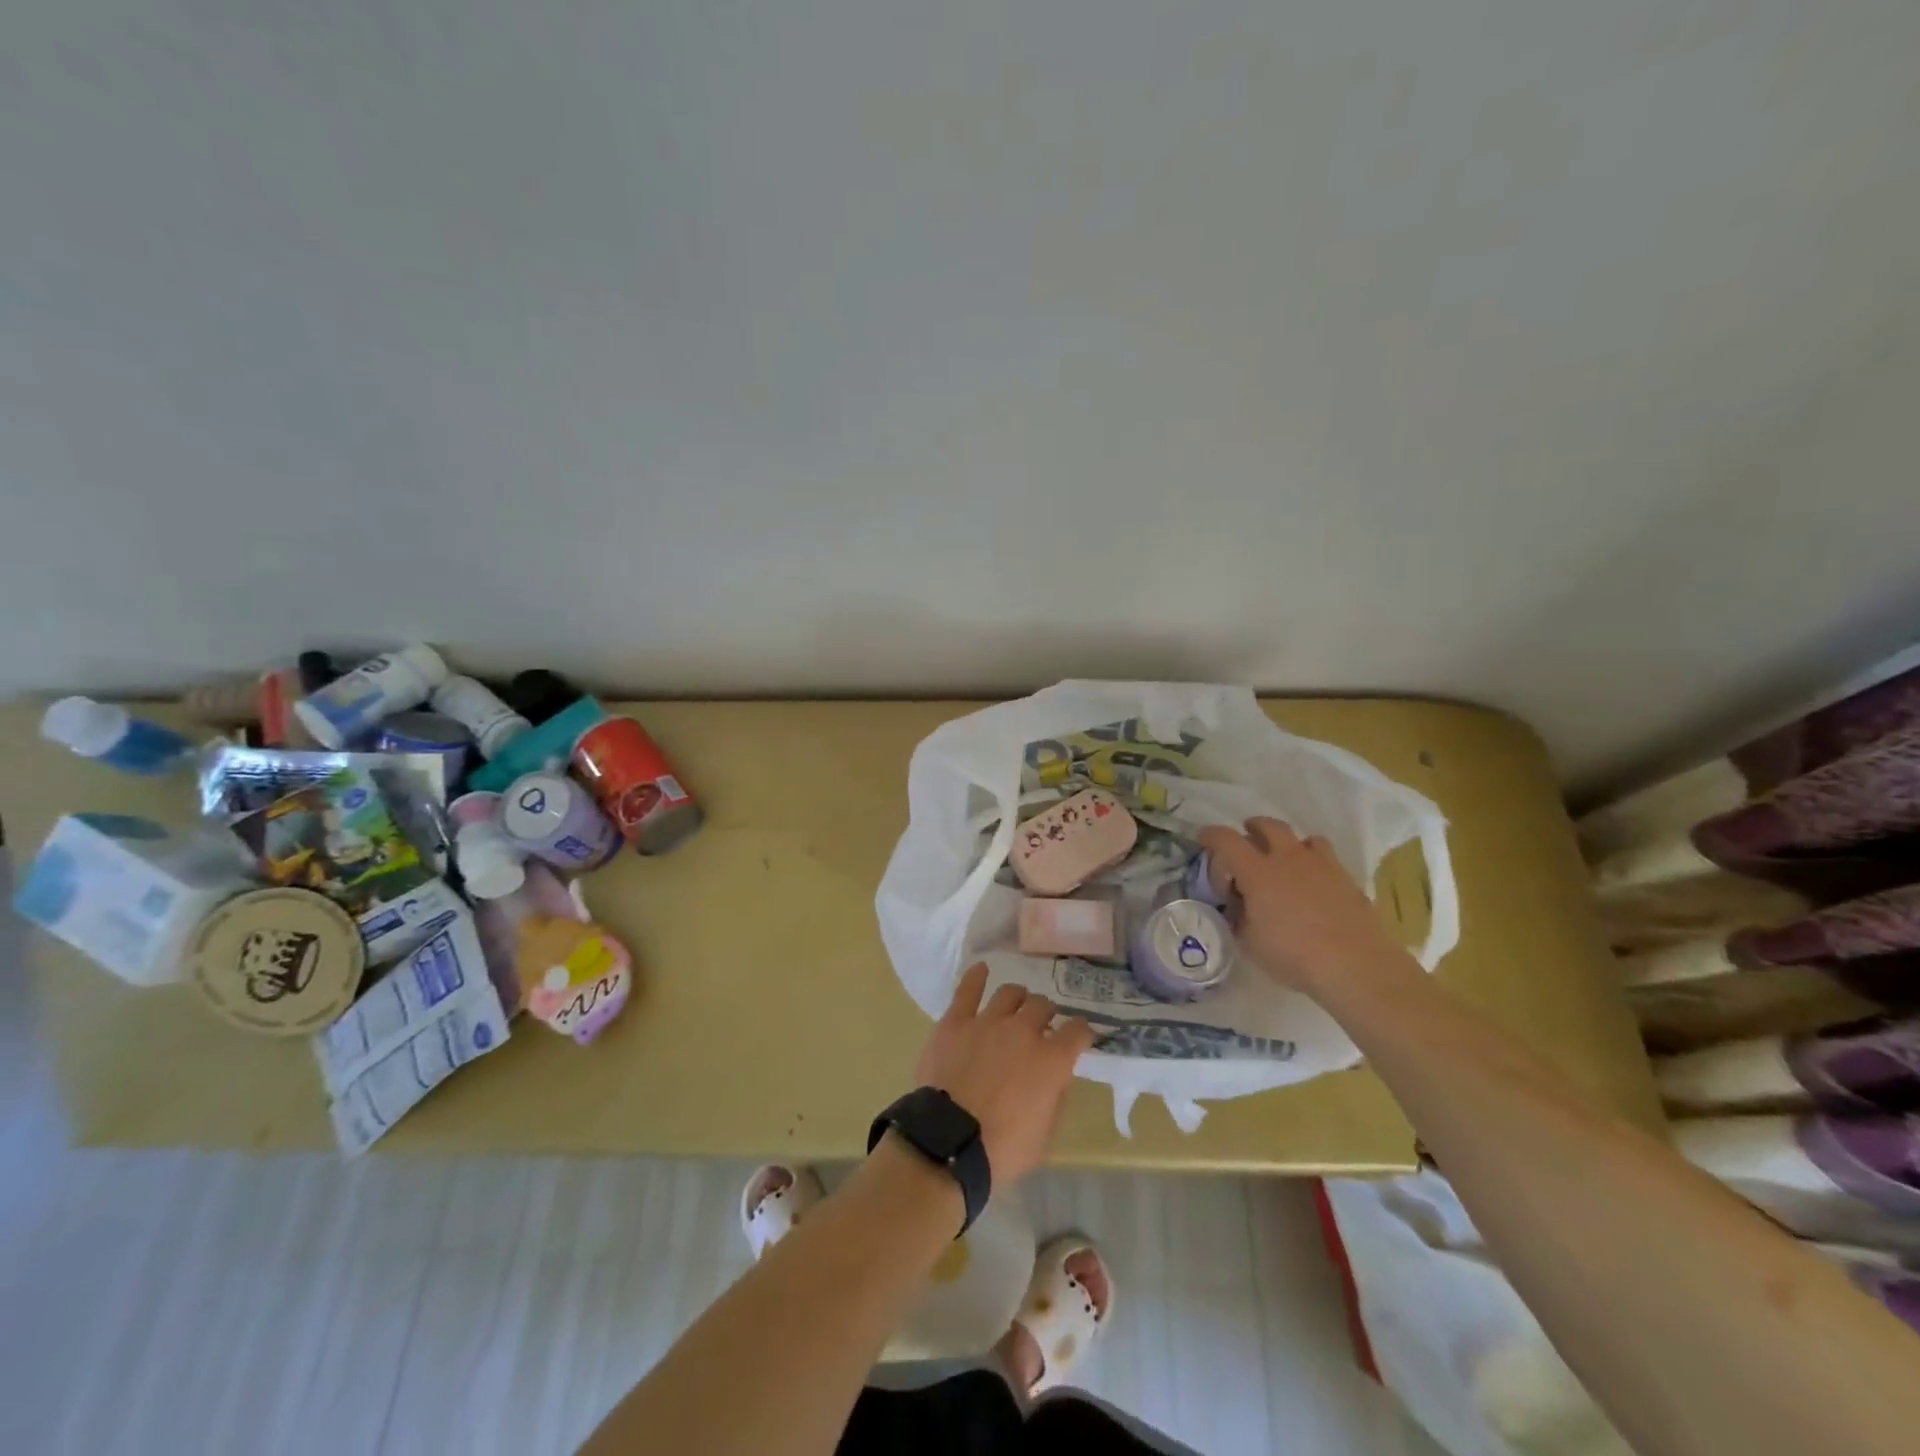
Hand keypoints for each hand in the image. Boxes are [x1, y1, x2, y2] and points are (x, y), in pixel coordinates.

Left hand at [913, 964, 1093, 1187]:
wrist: (950, 1142)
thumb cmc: (1002, 1150)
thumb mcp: (1044, 1136)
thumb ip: (1055, 1099)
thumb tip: (1056, 1078)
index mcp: (1052, 1061)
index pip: (1078, 1031)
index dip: (1081, 1032)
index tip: (1080, 1036)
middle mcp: (1023, 1031)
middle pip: (1042, 1006)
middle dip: (1046, 1014)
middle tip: (1041, 1025)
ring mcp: (988, 1021)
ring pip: (1010, 993)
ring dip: (1018, 998)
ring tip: (1016, 1004)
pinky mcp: (955, 1021)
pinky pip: (967, 990)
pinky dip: (976, 977)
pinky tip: (981, 969)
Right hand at [1198, 817, 1404, 991]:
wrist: (1356, 965)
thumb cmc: (1293, 954)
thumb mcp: (1249, 942)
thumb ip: (1238, 918)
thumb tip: (1238, 907)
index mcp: (1257, 872)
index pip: (1227, 840)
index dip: (1212, 835)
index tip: (1204, 838)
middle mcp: (1288, 858)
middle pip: (1267, 826)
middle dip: (1252, 828)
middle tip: (1247, 842)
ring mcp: (1321, 865)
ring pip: (1302, 838)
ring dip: (1288, 844)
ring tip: (1285, 861)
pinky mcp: (1346, 878)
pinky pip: (1326, 857)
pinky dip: (1314, 863)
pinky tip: (1314, 884)